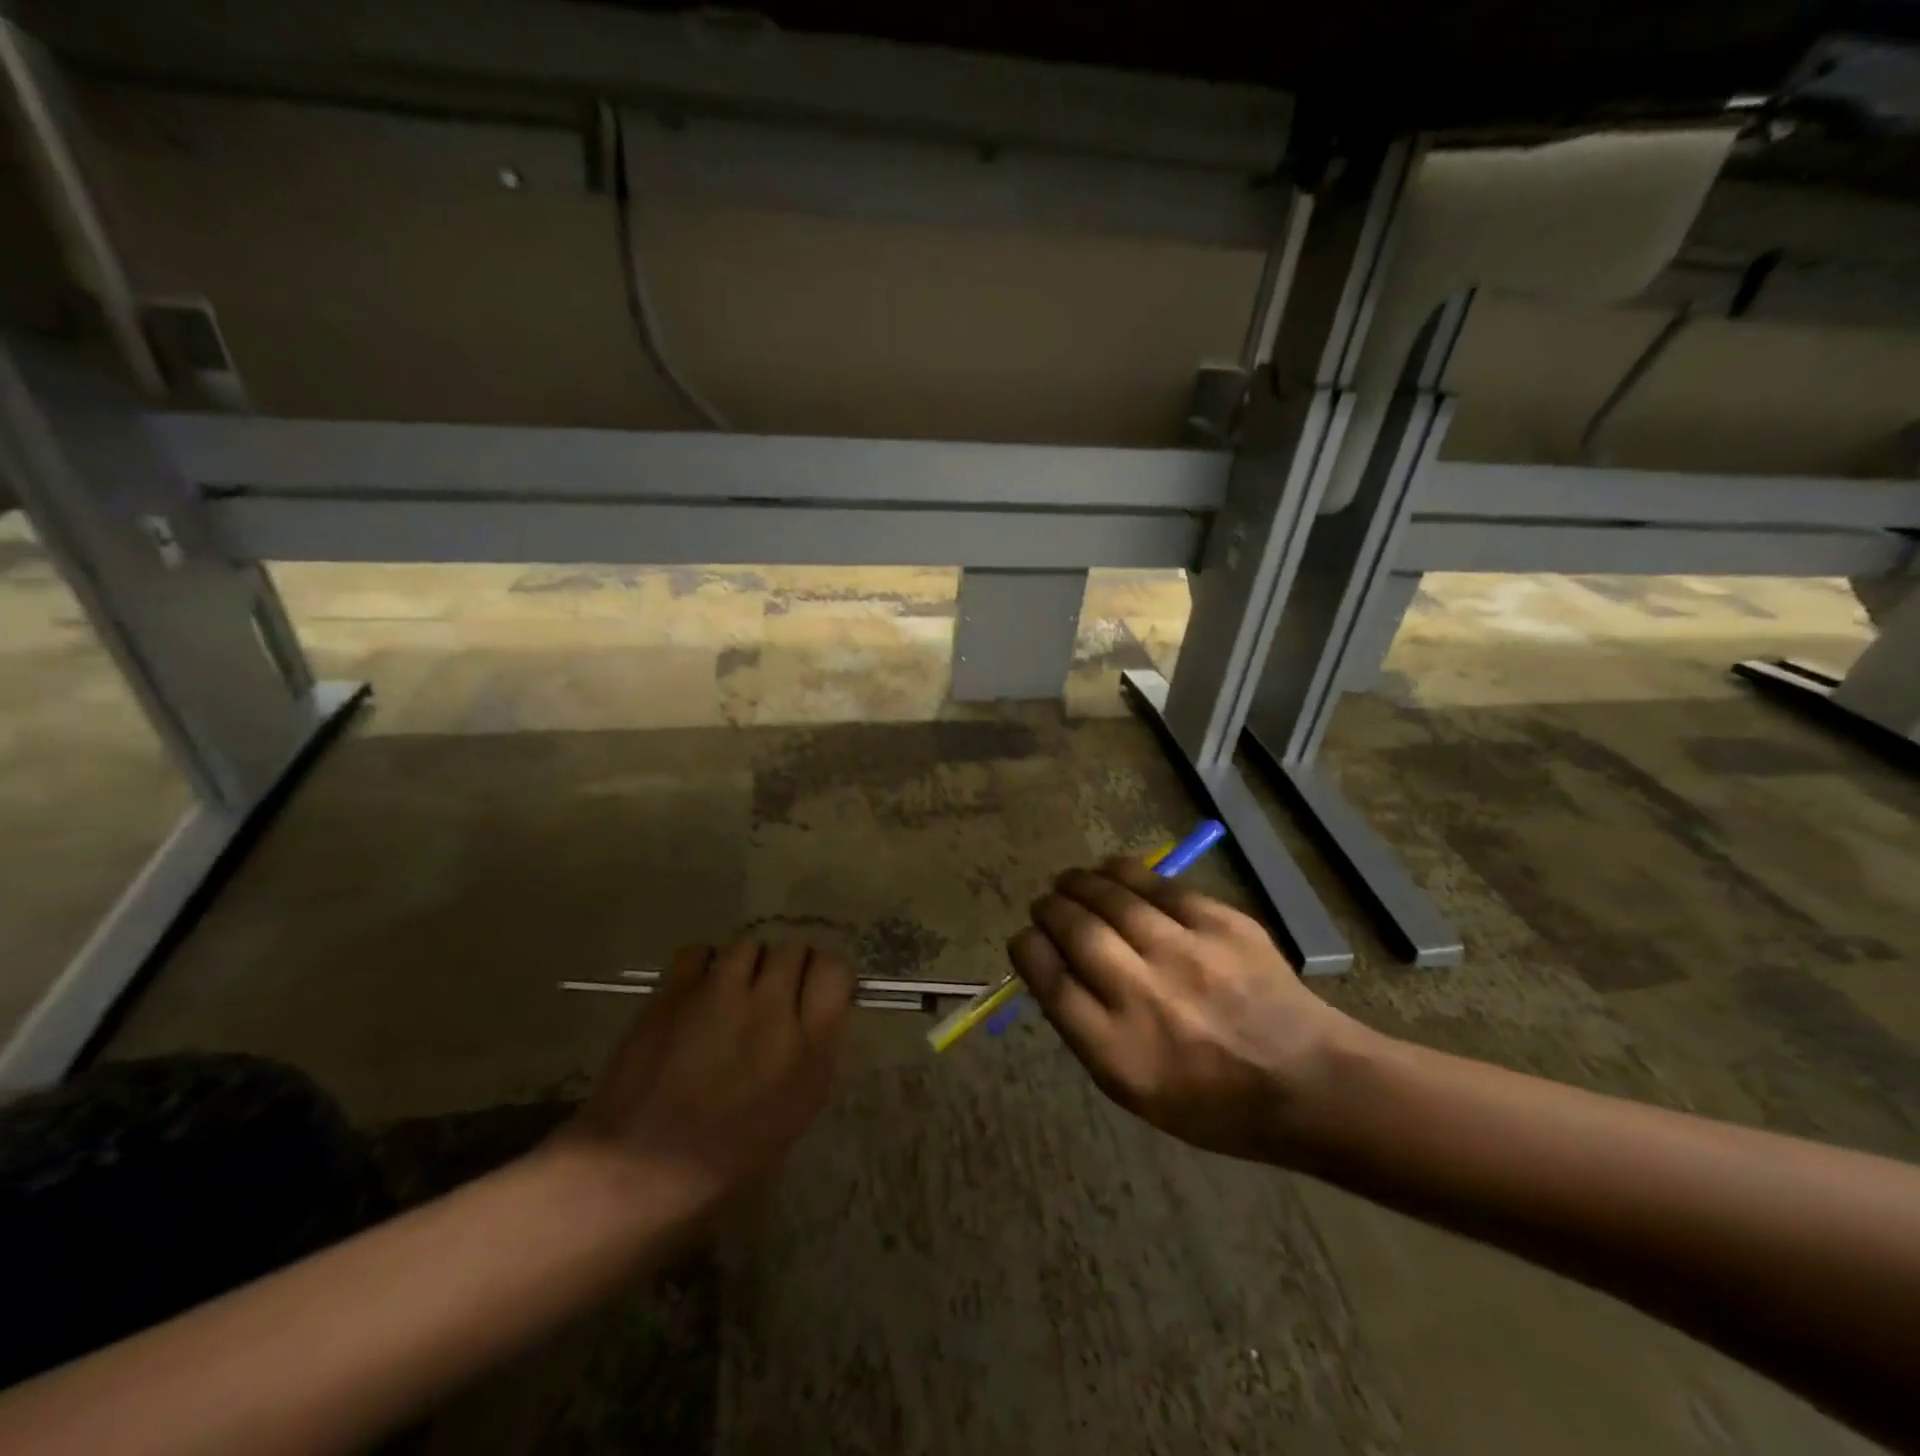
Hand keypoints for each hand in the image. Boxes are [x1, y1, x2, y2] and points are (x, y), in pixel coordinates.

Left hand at [563, 941, 854, 1207]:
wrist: (638, 1171)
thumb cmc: (727, 1160)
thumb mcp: (796, 1111)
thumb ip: (813, 1051)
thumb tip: (813, 1011)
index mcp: (810, 1046)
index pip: (835, 969)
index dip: (827, 974)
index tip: (816, 990)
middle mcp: (771, 1008)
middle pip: (794, 949)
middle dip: (789, 966)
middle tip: (773, 994)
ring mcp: (720, 994)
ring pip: (749, 945)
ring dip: (748, 964)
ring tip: (733, 992)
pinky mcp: (675, 991)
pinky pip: (701, 952)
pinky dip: (703, 966)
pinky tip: (697, 993)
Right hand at [1008, 860, 1363, 1163]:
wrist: (1308, 1081)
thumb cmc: (1213, 1101)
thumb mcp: (1134, 1089)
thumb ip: (1087, 1030)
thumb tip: (1054, 968)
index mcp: (1118, 1051)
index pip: (1050, 981)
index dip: (1027, 949)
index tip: (1024, 939)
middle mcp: (1146, 996)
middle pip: (1075, 931)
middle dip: (1048, 909)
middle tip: (1045, 905)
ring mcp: (1187, 953)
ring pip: (1112, 897)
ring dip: (1079, 883)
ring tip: (1070, 882)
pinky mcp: (1220, 923)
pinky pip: (1157, 885)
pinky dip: (1124, 873)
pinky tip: (1112, 871)